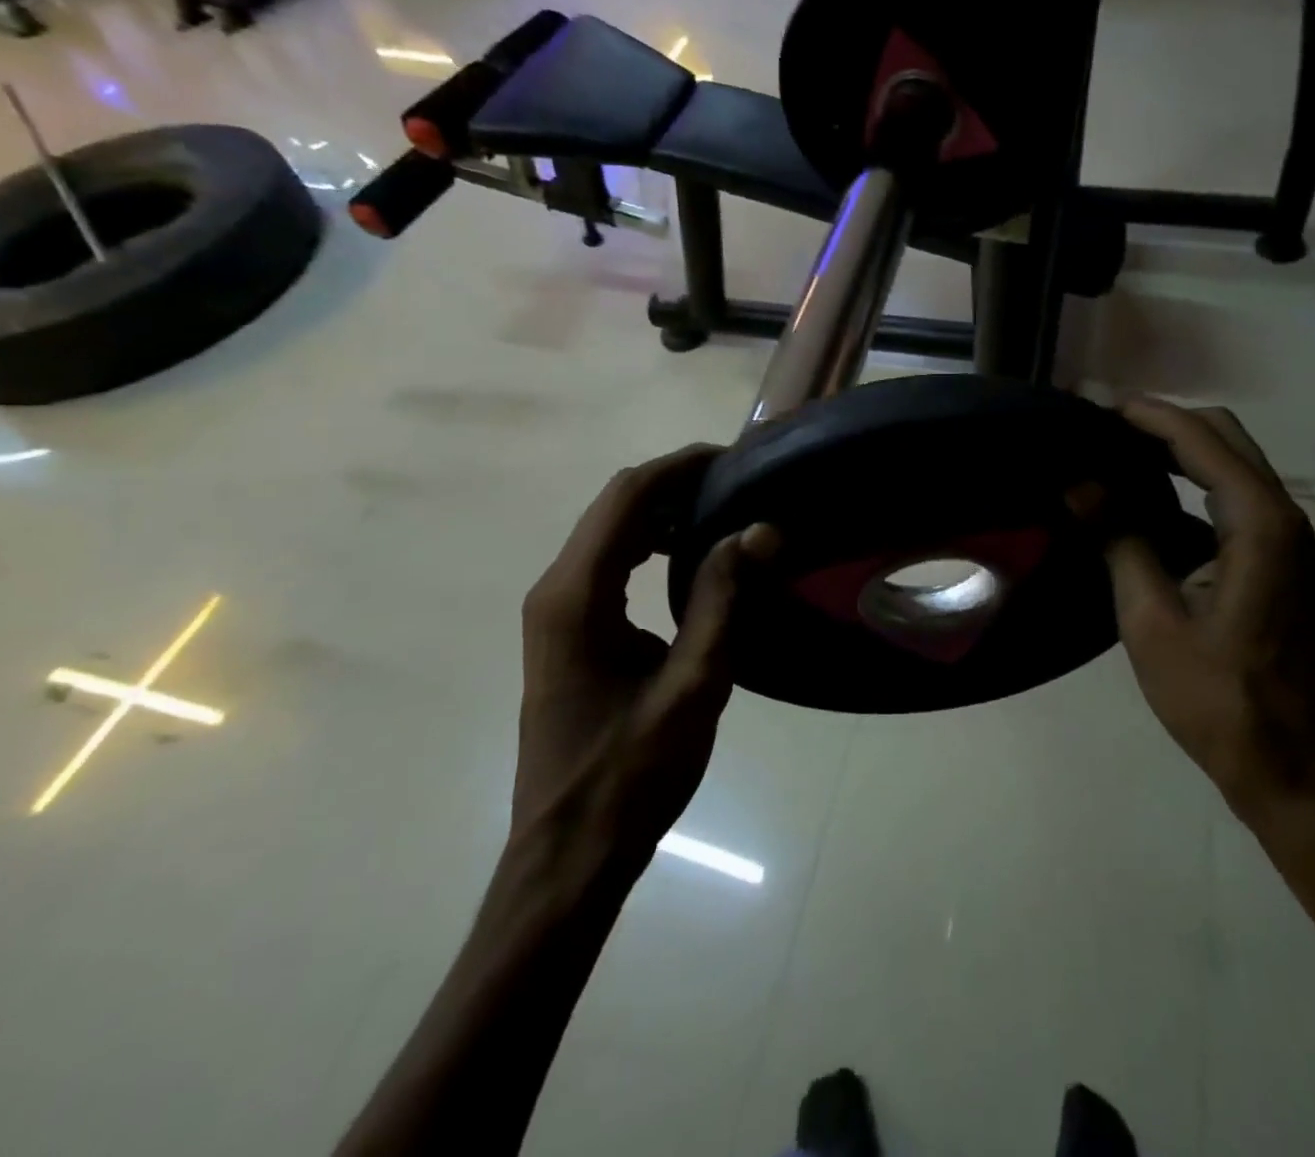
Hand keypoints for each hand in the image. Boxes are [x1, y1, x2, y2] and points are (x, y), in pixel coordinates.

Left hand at [513, 445, 774, 881]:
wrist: (568, 855)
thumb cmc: (631, 775)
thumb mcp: (694, 684)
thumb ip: (723, 598)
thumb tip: (760, 528)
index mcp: (577, 596)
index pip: (628, 497)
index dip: (681, 467)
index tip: (737, 459)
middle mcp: (556, 590)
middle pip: (614, 506)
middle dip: (675, 483)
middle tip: (740, 485)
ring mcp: (555, 612)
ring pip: (609, 532)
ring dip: (662, 511)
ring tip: (723, 512)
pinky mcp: (566, 632)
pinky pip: (608, 563)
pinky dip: (649, 544)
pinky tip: (689, 556)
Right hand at [1101, 399, 1314, 827]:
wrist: (1290, 767)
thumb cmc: (1217, 697)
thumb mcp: (1151, 618)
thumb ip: (1119, 539)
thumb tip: (1078, 484)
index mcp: (1260, 523)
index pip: (1200, 439)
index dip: (1147, 416)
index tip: (1095, 406)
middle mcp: (1284, 516)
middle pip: (1225, 437)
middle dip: (1165, 423)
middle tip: (1103, 429)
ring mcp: (1289, 539)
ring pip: (1233, 465)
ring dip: (1180, 451)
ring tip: (1117, 454)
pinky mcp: (1281, 561)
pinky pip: (1234, 499)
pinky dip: (1193, 484)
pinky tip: (1149, 502)